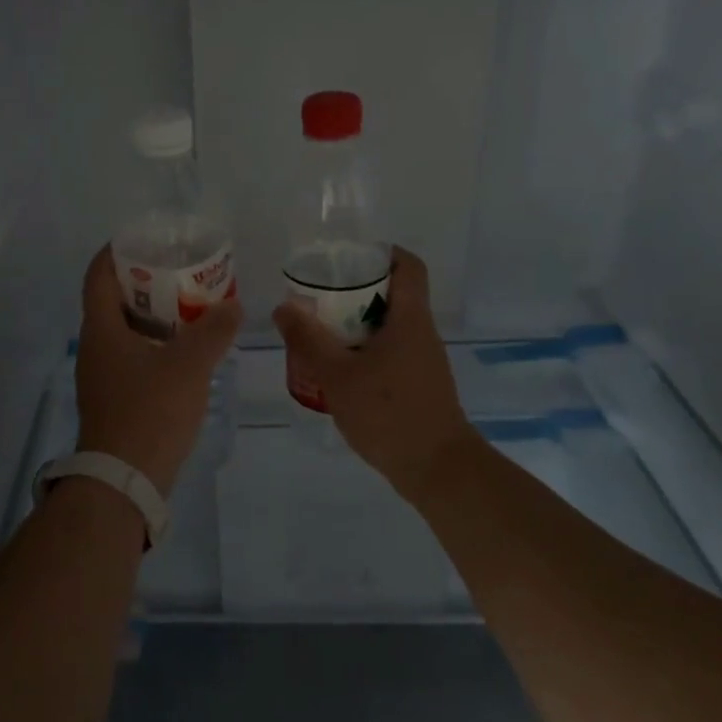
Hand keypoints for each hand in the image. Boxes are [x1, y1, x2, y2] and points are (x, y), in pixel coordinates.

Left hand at [75, 246, 241, 495]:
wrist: (124, 481)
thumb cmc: (150, 412)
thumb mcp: (189, 365)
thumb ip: (214, 330)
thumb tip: (233, 305)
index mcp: (101, 329)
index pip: (98, 274)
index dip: (118, 251)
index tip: (148, 239)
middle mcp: (94, 347)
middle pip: (113, 299)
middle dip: (145, 282)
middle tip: (181, 271)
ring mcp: (102, 376)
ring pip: (125, 330)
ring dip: (154, 316)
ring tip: (190, 306)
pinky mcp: (114, 399)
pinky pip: (132, 356)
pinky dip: (155, 344)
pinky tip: (186, 351)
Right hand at [271, 246, 478, 499]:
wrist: (437, 469)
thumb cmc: (389, 413)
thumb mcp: (337, 375)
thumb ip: (308, 340)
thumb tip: (283, 308)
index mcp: (410, 319)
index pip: (408, 265)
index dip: (381, 253)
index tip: (347, 257)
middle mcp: (422, 333)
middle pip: (392, 294)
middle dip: (354, 292)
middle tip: (318, 299)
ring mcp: (423, 361)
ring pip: (388, 327)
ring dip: (356, 326)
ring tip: (319, 334)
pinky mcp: (419, 385)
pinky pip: (390, 353)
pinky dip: (364, 352)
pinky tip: (338, 371)